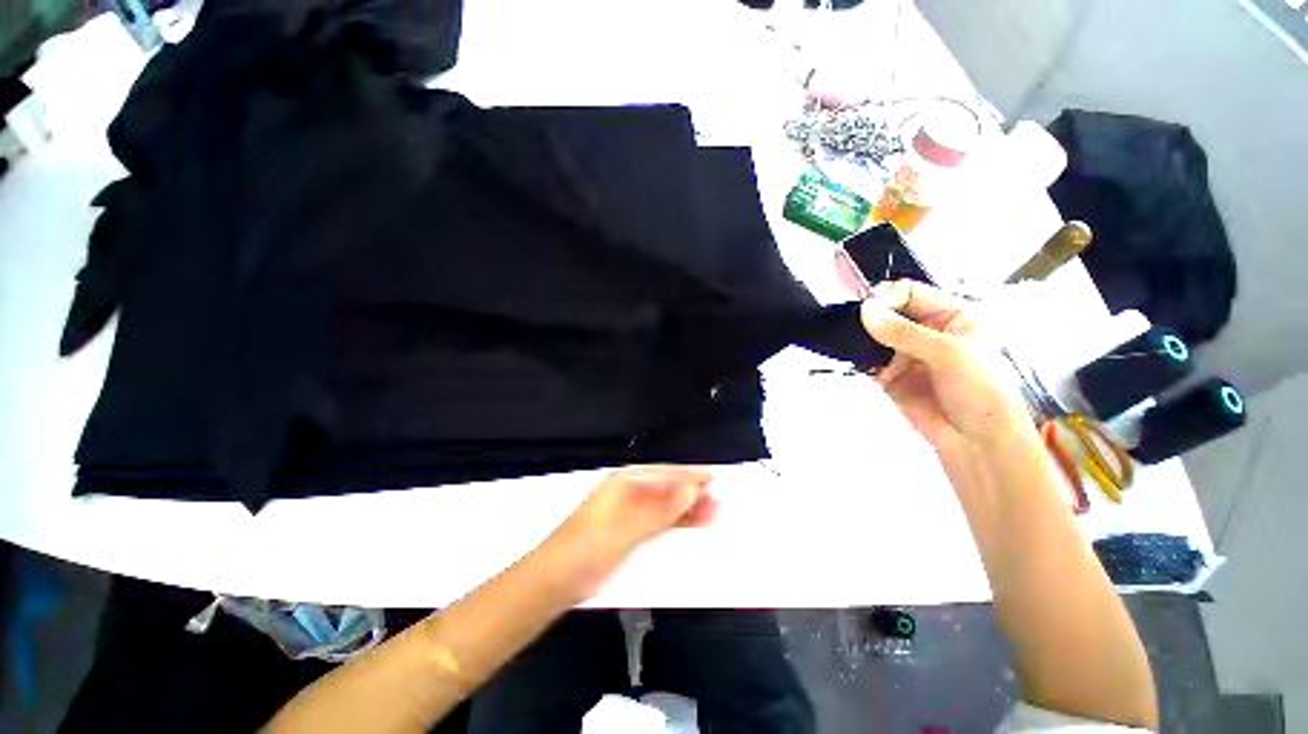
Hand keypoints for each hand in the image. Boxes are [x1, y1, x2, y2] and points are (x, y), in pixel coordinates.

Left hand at [540, 466, 716, 598]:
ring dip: (687, 511)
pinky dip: (675, 525)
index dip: (690, 476)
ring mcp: (628, 514)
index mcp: (625, 483)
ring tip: (713, 515)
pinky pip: (658, 525)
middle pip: (666, 490)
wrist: (554, 582)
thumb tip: (692, 487)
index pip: (664, 474)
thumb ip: (661, 509)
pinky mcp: (629, 534)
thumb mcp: (627, 527)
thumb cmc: (588, 548)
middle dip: (692, 494)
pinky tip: (690, 528)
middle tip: (720, 502)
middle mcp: (628, 494)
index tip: (715, 479)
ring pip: (664, 508)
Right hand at [860, 280, 1031, 457]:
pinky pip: (866, 360)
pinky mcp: (887, 375)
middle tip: (850, 322)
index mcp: (949, 315)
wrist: (976, 442)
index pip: (910, 292)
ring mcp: (903, 354)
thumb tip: (865, 311)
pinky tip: (850, 358)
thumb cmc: (979, 390)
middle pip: (887, 312)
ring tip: (846, 339)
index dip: (887, 296)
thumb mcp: (948, 354)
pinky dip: (856, 358)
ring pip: (873, 335)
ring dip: (859, 337)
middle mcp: (924, 330)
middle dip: (869, 316)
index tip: (867, 307)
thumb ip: (905, 332)